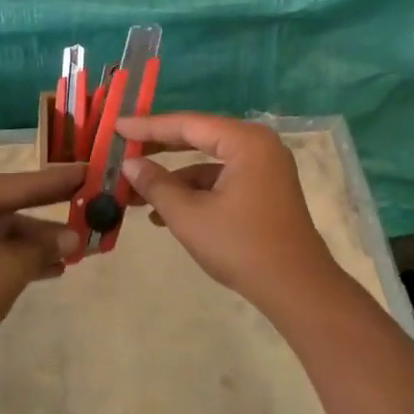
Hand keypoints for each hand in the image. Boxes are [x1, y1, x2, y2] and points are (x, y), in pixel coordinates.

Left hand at [0, 163, 84, 370]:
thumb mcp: (11, 267)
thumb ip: (44, 248)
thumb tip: (74, 238)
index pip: (21, 183)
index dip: (58, 181)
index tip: (89, 172)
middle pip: (15, 205)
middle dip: (52, 213)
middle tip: (92, 206)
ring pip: (8, 231)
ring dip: (41, 242)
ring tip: (81, 248)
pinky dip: (23, 257)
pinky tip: (55, 268)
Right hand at [118, 113, 345, 314]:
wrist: (297, 289)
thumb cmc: (241, 246)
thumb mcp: (189, 216)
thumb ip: (156, 185)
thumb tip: (130, 164)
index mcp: (245, 141)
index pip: (187, 124)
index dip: (148, 127)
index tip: (116, 126)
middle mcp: (258, 145)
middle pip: (198, 137)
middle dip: (158, 148)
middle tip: (122, 147)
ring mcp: (264, 168)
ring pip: (208, 161)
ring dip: (174, 177)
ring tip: (135, 192)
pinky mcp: (265, 190)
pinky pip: (221, 179)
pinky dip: (194, 191)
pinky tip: (164, 213)